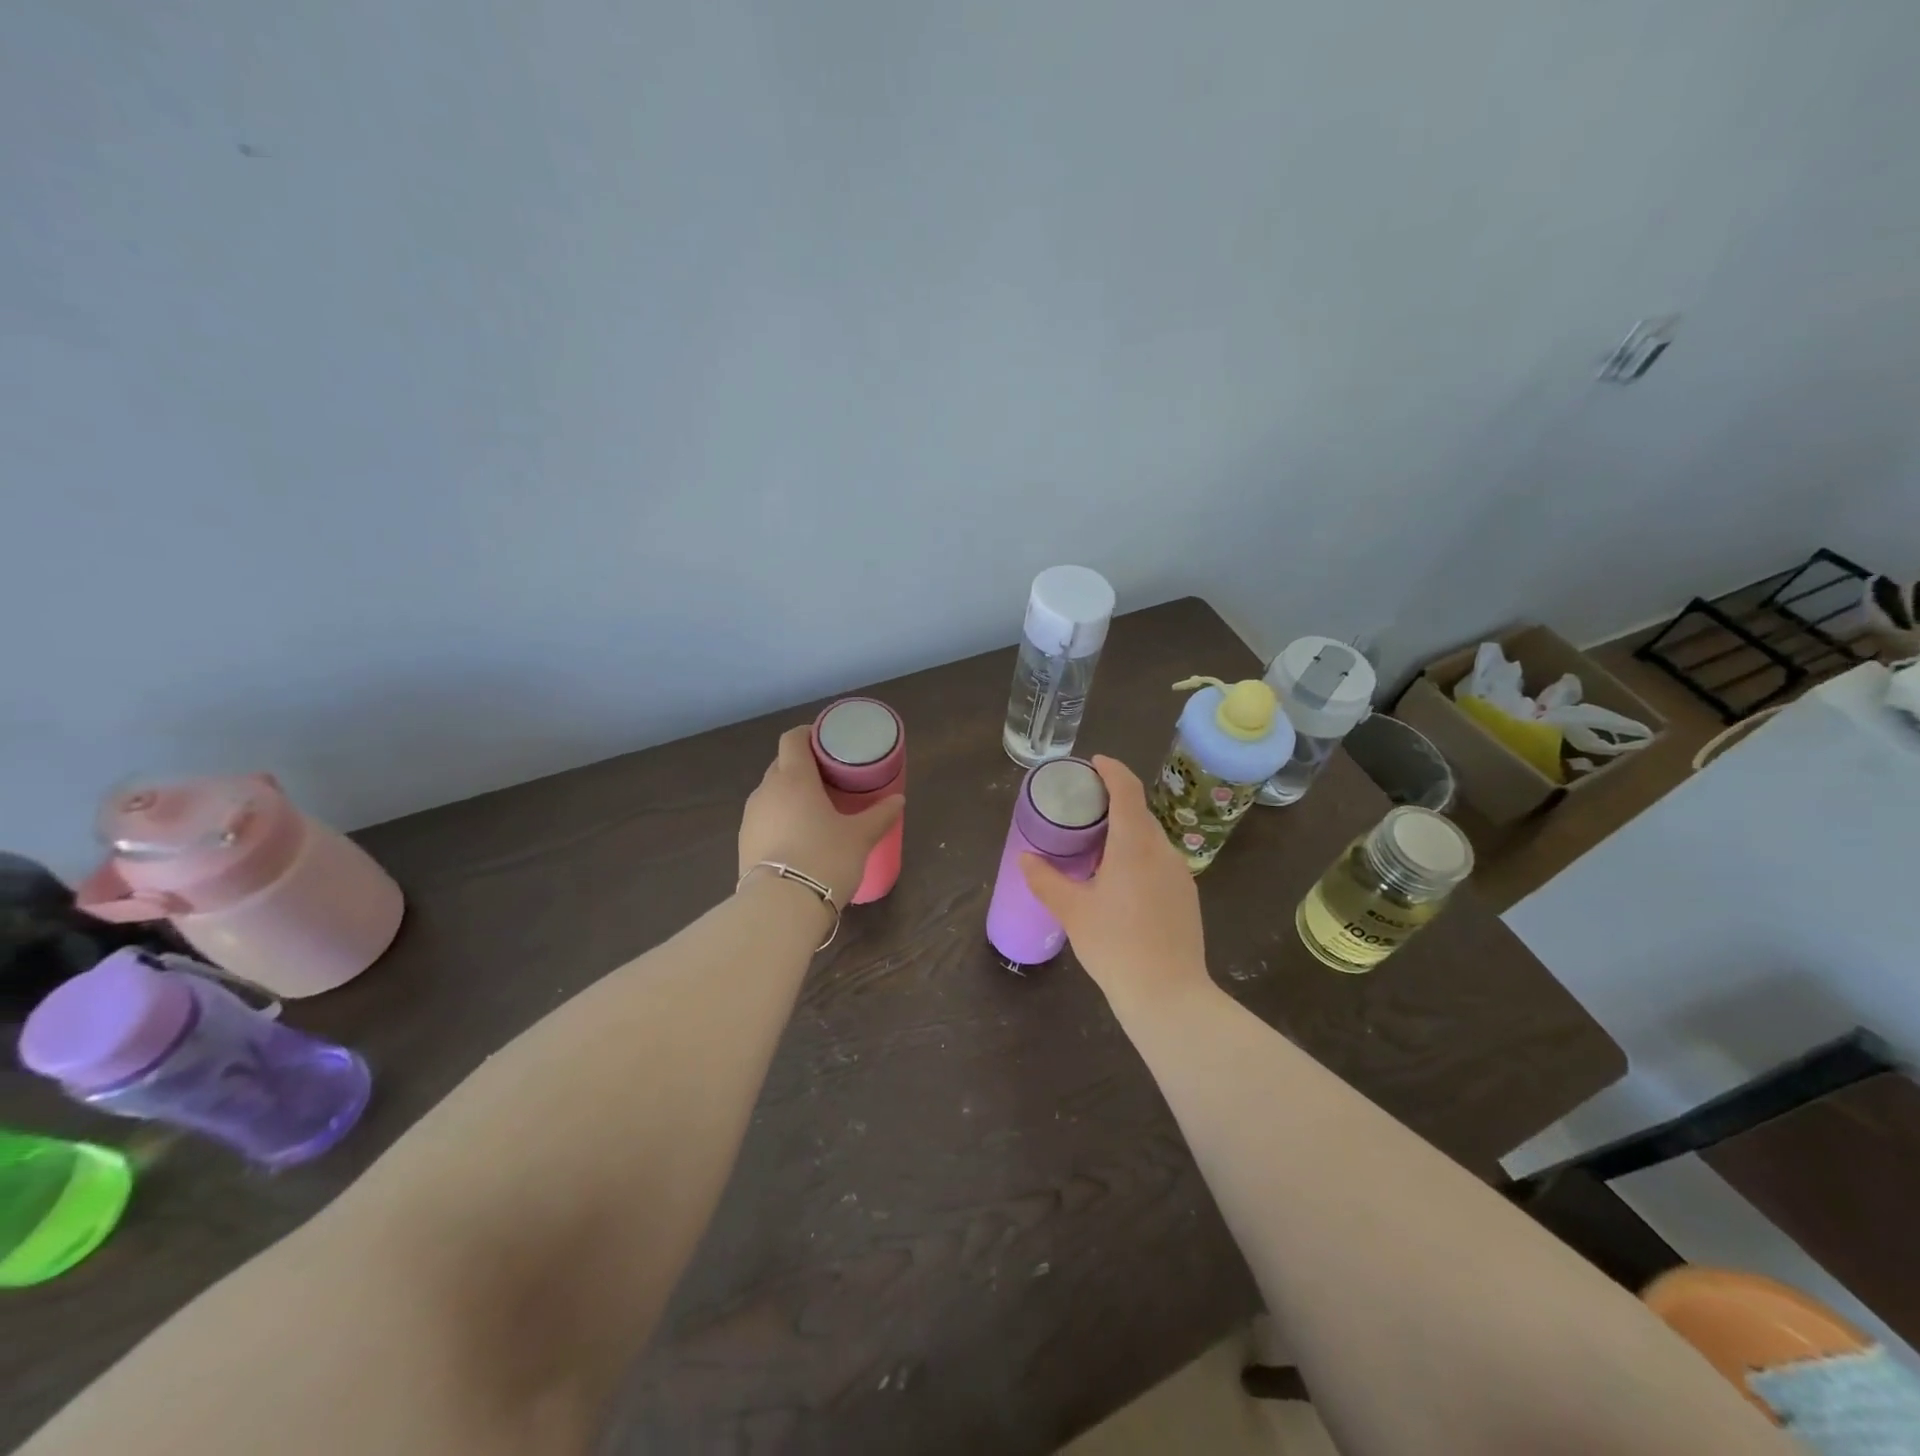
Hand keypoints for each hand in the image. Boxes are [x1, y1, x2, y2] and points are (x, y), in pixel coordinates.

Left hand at [739, 725, 903, 905]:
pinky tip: (798, 838)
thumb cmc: (825, 858)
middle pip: (781, 765)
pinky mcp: (743, 843)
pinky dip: (780, 819)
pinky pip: (764, 819)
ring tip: (814, 810)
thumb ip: (880, 815)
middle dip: (802, 766)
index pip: (793, 739)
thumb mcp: (860, 837)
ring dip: (790, 795)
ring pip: (771, 793)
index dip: (808, 734)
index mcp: (794, 778)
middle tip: (829, 778)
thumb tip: (898, 799)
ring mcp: (750, 817)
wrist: (781, 907)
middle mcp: (767, 791)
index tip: (826, 741)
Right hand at [1020, 755, 1211, 1014]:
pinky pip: (1159, 860)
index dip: (1111, 770)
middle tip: (1083, 810)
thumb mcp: (1072, 911)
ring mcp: (1180, 873)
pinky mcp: (1186, 895)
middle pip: (1139, 812)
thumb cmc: (1115, 945)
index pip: (1127, 789)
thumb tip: (1025, 857)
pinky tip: (1119, 881)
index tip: (1093, 763)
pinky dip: (1138, 855)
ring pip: (1150, 838)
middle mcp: (1162, 850)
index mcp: (1134, 844)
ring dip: (1126, 832)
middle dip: (1113, 802)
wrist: (1168, 995)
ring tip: (1096, 846)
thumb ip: (1046, 879)